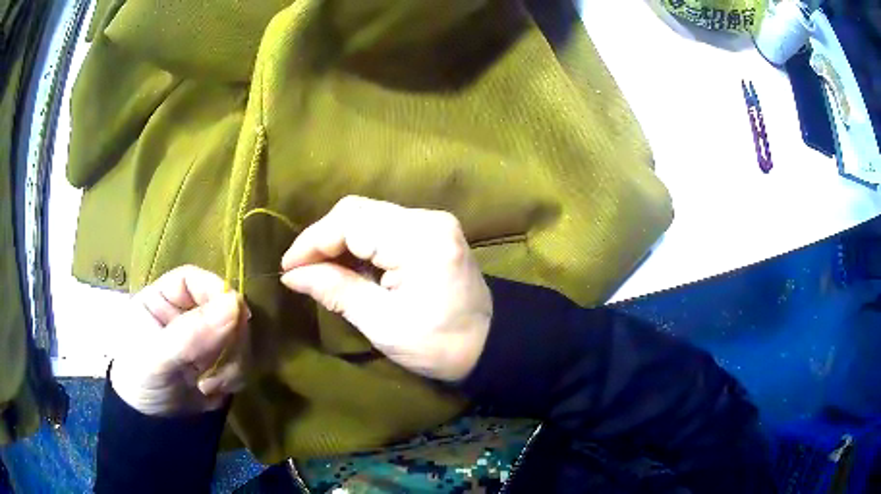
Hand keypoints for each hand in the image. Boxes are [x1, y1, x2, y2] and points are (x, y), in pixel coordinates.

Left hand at [110, 265, 249, 415]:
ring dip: (231, 362)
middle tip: (216, 365)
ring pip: (238, 335)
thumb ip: (191, 334)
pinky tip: (214, 391)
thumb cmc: (140, 380)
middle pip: (223, 307)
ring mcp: (207, 338)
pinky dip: (234, 377)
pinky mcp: (221, 362)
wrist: (151, 426)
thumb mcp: (158, 358)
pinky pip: (242, 360)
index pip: (195, 280)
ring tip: (208, 385)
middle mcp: (188, 313)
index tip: (236, 312)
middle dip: (227, 338)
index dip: (216, 290)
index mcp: (164, 298)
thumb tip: (235, 303)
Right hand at [280, 196, 492, 381]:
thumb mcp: (383, 324)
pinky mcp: (433, 231)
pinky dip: (360, 243)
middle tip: (302, 270)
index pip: (350, 223)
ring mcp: (432, 221)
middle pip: (358, 211)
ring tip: (321, 270)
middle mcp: (427, 218)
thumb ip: (336, 291)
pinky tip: (349, 266)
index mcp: (419, 240)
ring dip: (339, 239)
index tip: (288, 268)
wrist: (491, 345)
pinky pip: (384, 226)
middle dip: (323, 238)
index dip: (312, 242)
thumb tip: (293, 275)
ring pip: (368, 215)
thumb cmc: (439, 346)